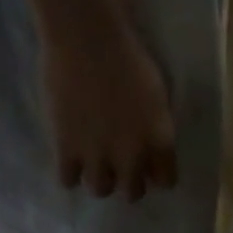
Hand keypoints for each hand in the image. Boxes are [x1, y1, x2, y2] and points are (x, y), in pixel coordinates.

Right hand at [39, 2, 175, 200]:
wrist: (87, 39)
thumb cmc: (128, 57)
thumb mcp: (157, 97)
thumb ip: (156, 128)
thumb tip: (150, 150)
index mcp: (159, 141)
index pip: (166, 182)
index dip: (157, 175)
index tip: (149, 167)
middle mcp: (131, 157)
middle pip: (132, 193)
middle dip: (127, 182)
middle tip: (117, 164)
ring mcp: (98, 156)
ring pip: (100, 190)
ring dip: (99, 179)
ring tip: (92, 162)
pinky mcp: (66, 150)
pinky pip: (68, 181)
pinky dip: (70, 172)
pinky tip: (70, 157)